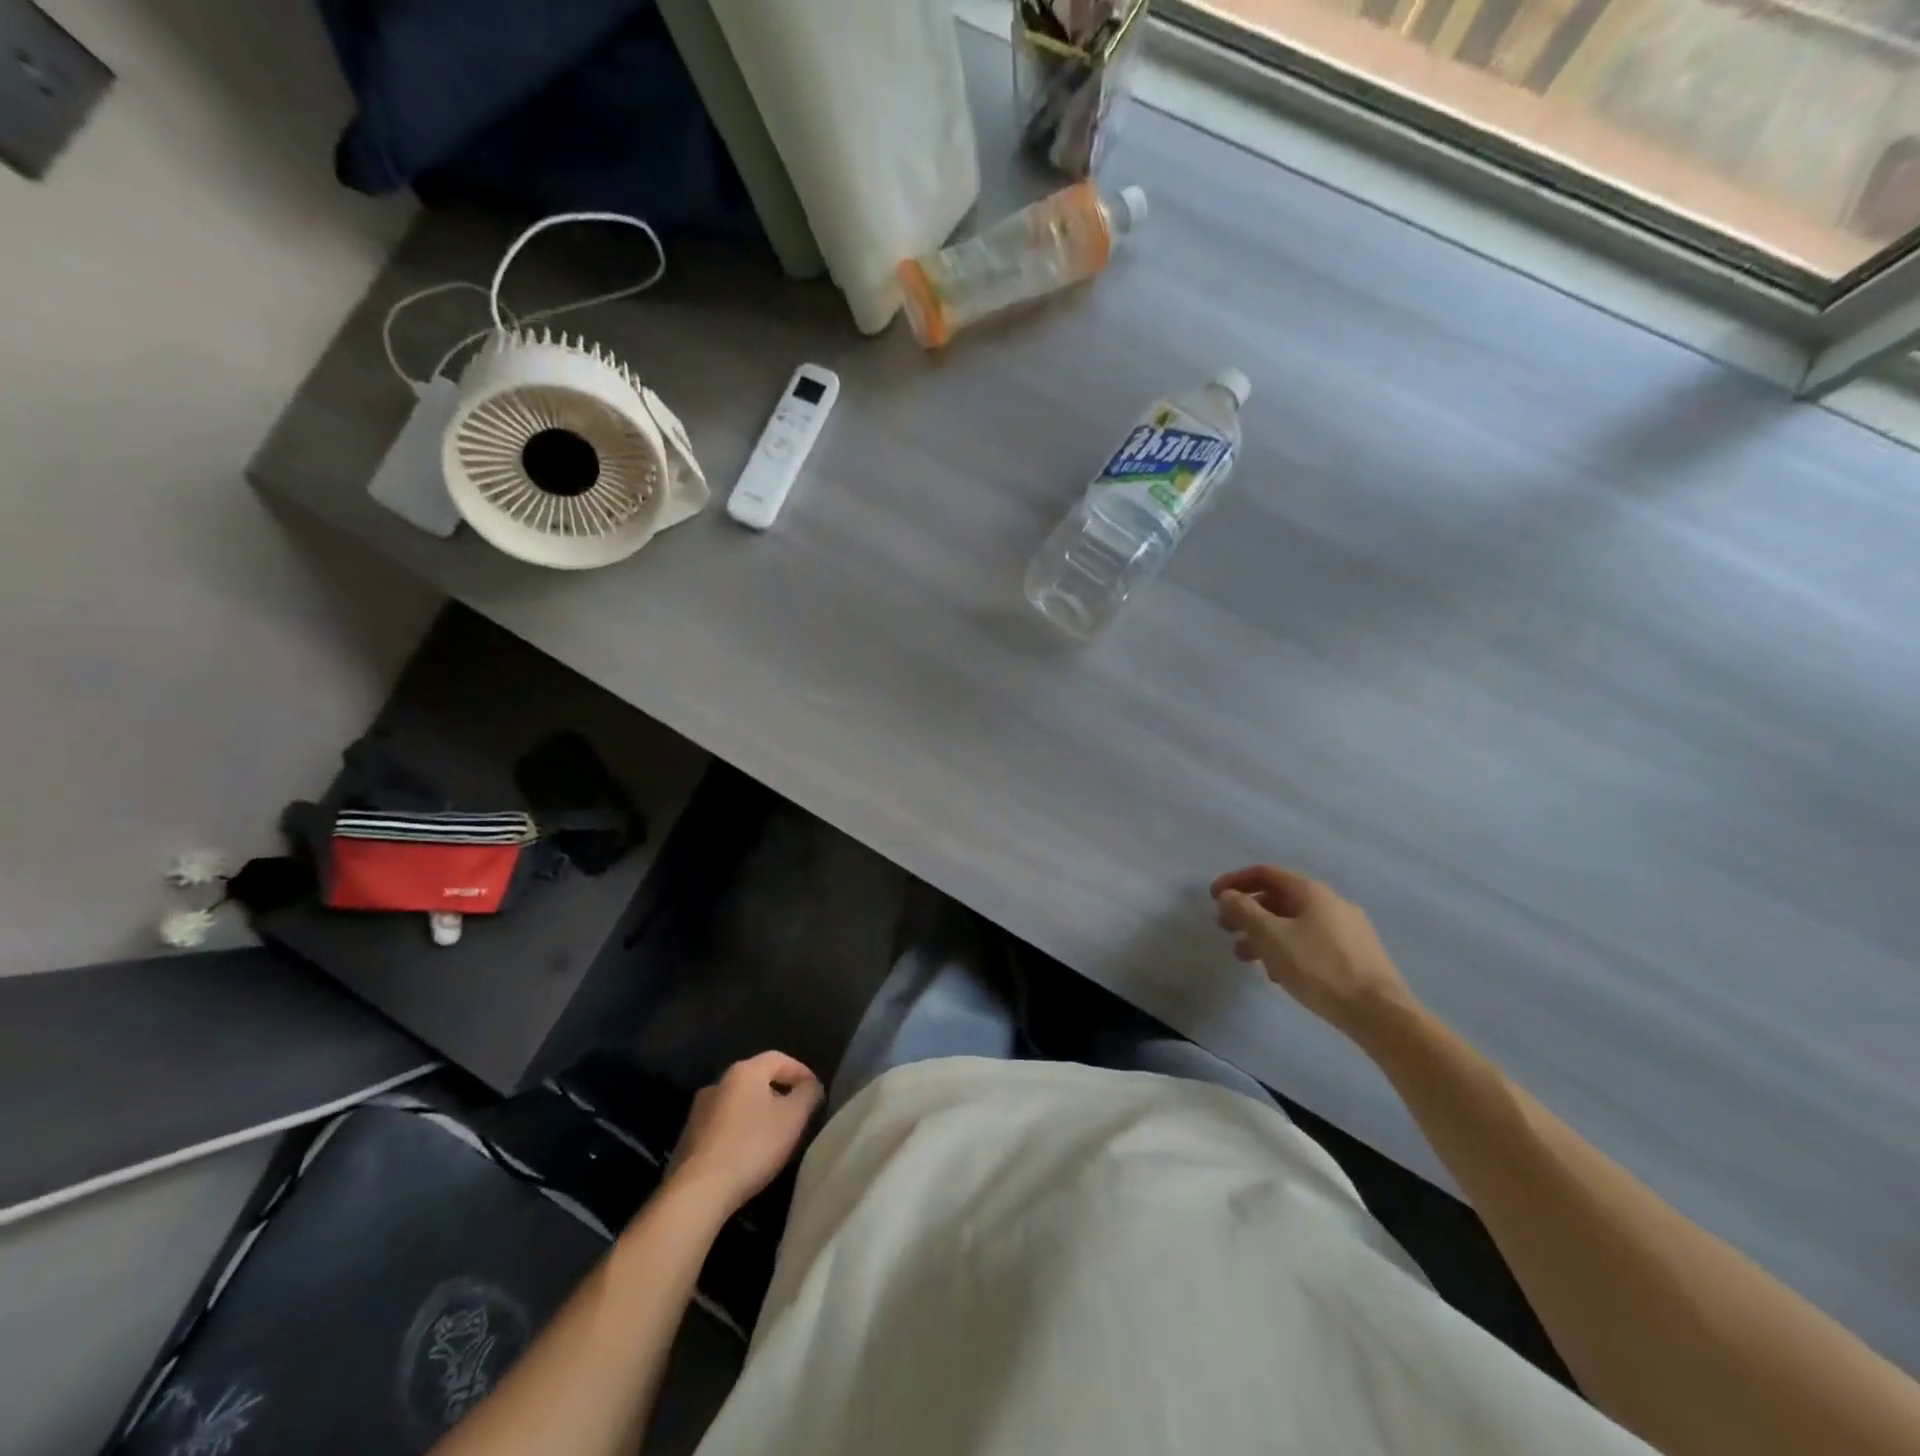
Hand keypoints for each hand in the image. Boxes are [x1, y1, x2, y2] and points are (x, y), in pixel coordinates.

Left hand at [668, 1052, 821, 1216]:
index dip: (801, 1072)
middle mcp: (718, 1083)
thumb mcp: (794, 1117)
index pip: (779, 1059)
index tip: (815, 1093)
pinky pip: (723, 1126)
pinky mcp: (688, 1139)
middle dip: (779, 1094)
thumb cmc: (752, 1146)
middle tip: (796, 1116)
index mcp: (744, 1071)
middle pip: (757, 1080)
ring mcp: (698, 1111)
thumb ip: (808, 1094)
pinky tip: (747, 1155)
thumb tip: (810, 1086)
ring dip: (758, 1114)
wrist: (697, 1192)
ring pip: (739, 1104)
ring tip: (773, 1137)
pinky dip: (739, 1133)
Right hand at [1211, 865, 1415, 1042]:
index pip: (1266, 873)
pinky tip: (1278, 973)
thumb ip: (1244, 912)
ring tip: (1245, 957)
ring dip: (1264, 933)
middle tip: (1226, 928)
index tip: (1213, 897)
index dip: (1235, 881)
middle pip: (1279, 898)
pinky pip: (1311, 941)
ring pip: (1295, 922)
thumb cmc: (1319, 968)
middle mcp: (1331, 903)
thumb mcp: (1271, 937)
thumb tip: (1228, 896)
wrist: (1380, 1013)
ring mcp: (1348, 929)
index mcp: (1311, 892)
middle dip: (1248, 911)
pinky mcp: (1356, 955)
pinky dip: (1287, 948)